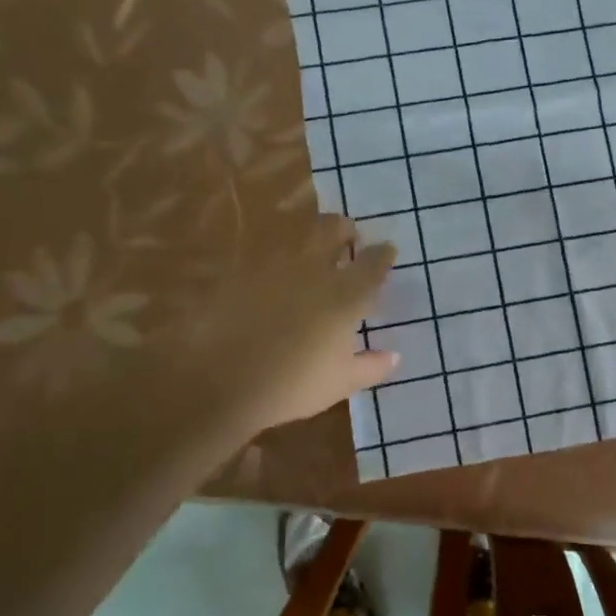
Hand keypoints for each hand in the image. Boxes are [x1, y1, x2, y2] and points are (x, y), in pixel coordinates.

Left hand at [173, 215, 399, 437]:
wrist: (222, 384)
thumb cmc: (293, 385)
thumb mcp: (340, 383)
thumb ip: (371, 367)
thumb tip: (394, 357)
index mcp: (345, 295)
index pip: (373, 263)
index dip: (383, 255)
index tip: (387, 251)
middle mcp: (313, 271)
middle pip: (333, 230)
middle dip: (345, 229)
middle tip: (349, 237)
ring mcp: (274, 268)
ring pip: (297, 235)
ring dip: (311, 237)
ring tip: (313, 250)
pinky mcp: (240, 274)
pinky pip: (265, 255)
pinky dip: (276, 258)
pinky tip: (275, 274)